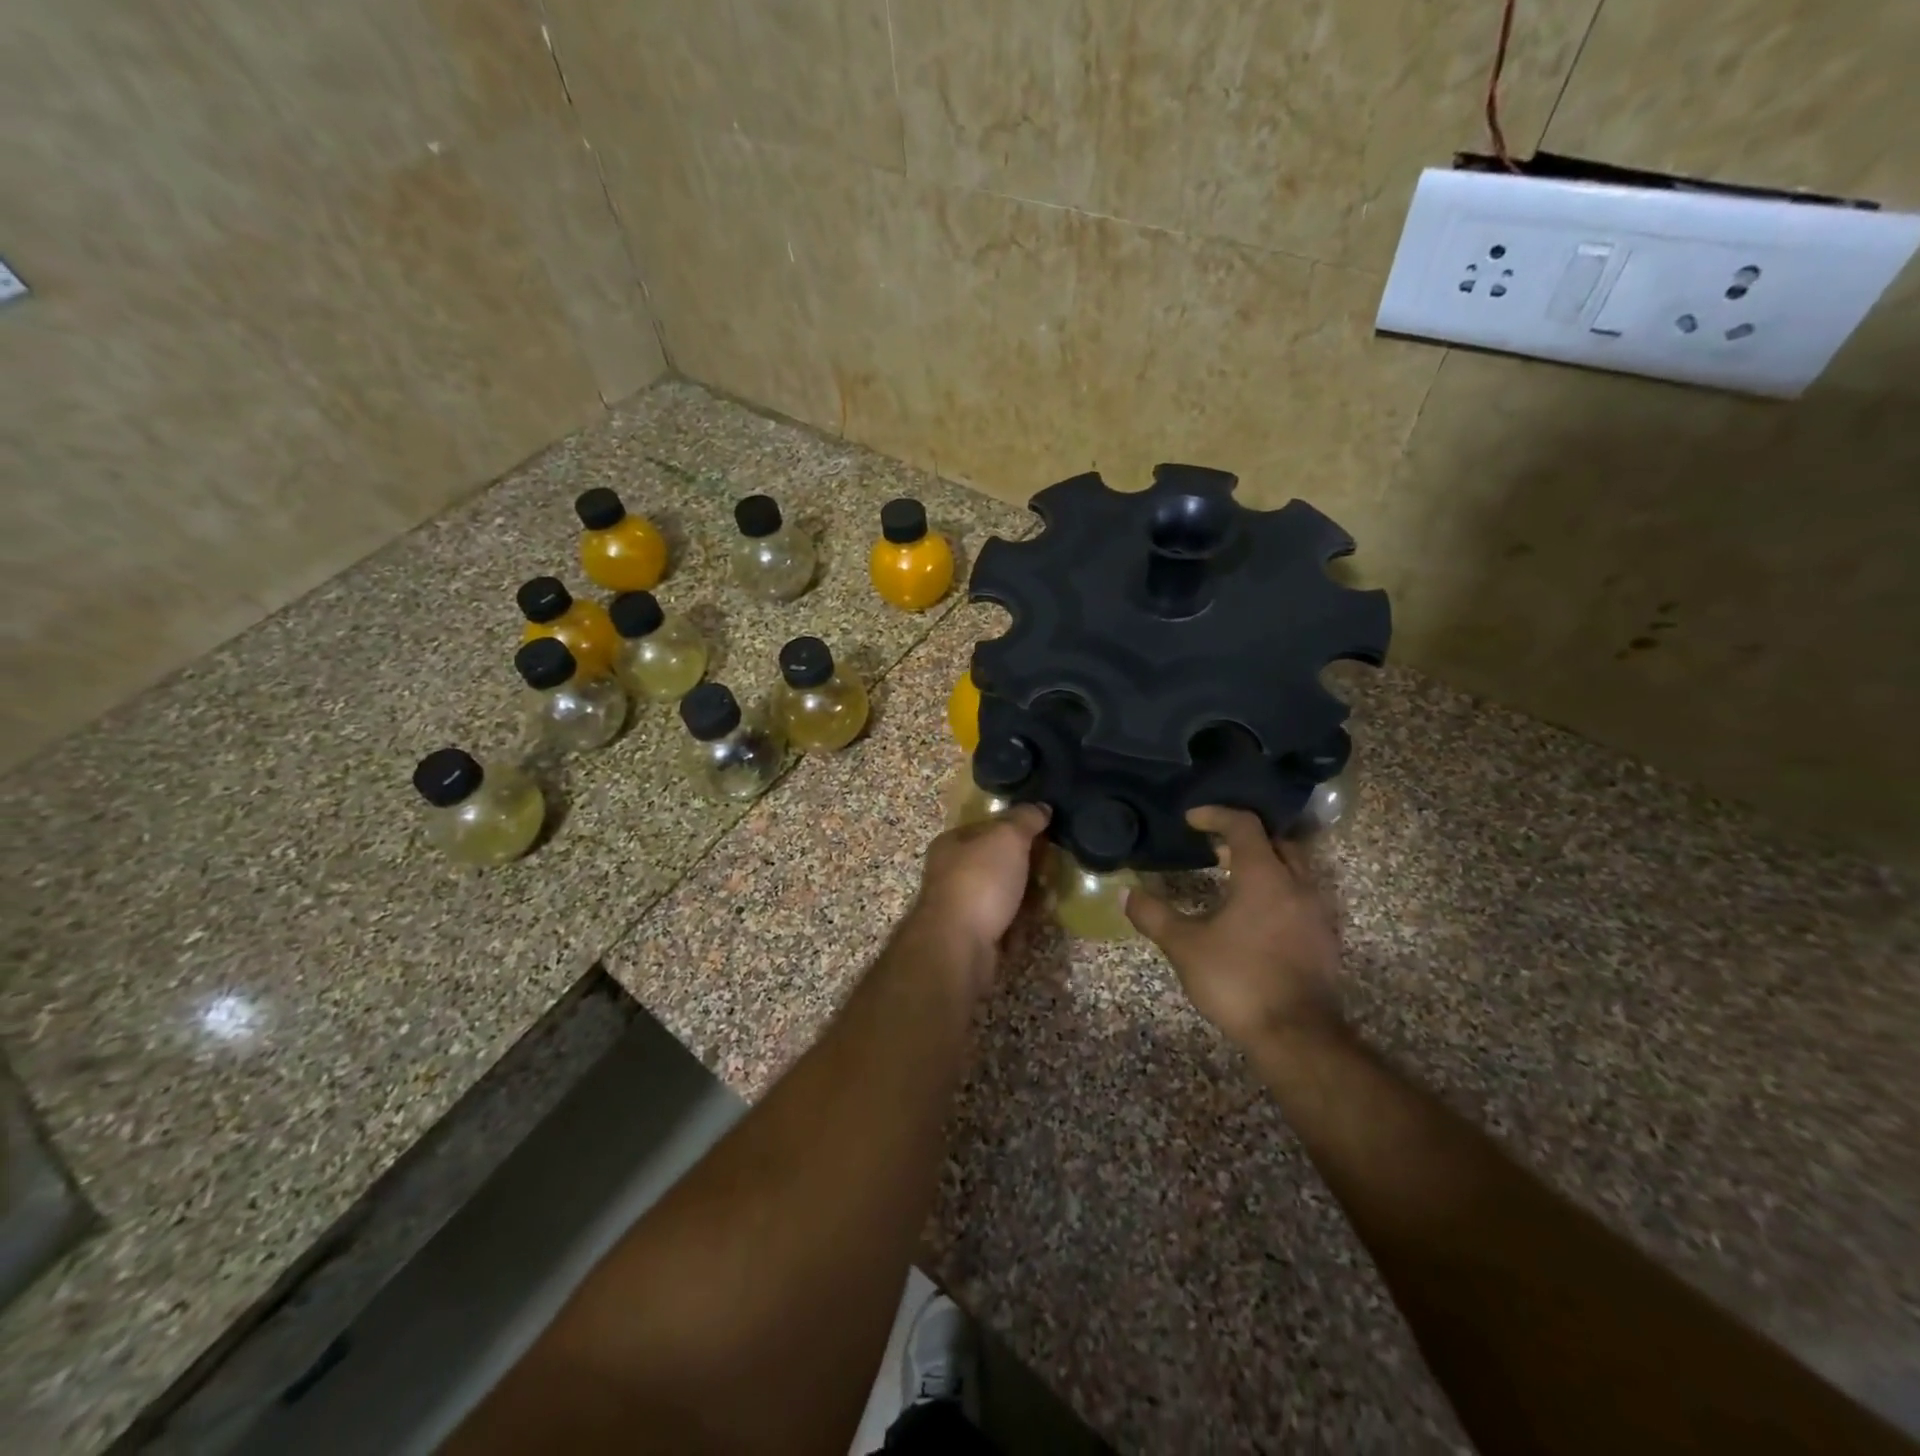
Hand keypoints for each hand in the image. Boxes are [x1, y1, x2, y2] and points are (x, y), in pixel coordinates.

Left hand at [909, 803, 1050, 968]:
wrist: (958, 947)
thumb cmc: (980, 882)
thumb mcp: (1007, 838)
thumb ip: (1025, 819)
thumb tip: (1041, 807)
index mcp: (952, 843)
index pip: (989, 828)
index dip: (1018, 830)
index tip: (1046, 836)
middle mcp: (952, 873)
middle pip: (999, 863)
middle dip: (1028, 868)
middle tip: (1052, 871)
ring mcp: (961, 908)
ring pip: (1004, 896)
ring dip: (1028, 899)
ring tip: (1049, 900)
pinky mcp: (973, 938)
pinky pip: (1004, 925)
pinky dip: (1020, 926)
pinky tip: (1034, 926)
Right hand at [1126, 806, 1342, 1047]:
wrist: (1297, 1035)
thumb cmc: (1238, 979)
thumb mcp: (1185, 946)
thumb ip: (1154, 915)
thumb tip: (1126, 893)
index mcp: (1264, 876)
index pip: (1244, 825)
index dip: (1216, 814)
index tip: (1191, 819)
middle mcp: (1297, 885)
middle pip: (1276, 842)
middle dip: (1245, 838)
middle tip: (1214, 848)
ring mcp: (1316, 913)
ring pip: (1294, 870)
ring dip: (1264, 865)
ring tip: (1231, 880)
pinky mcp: (1323, 940)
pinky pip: (1301, 898)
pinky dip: (1278, 892)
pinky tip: (1254, 917)